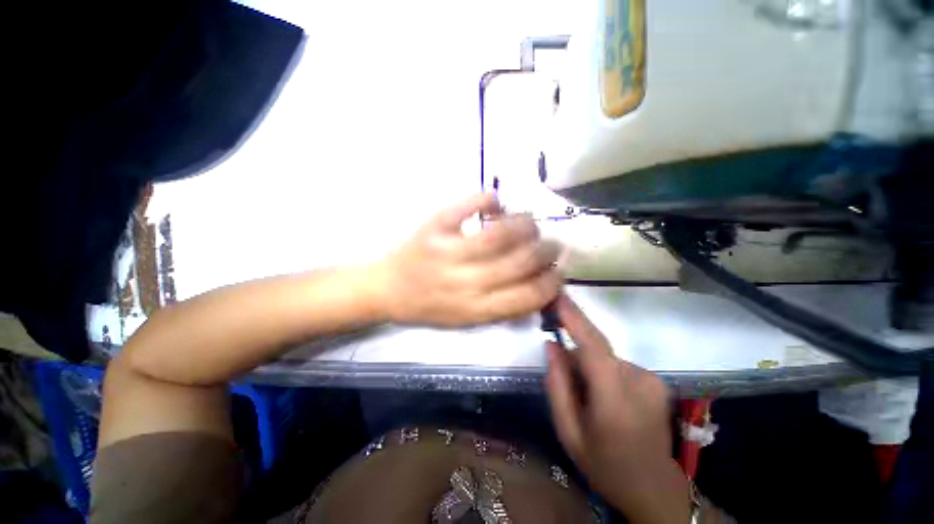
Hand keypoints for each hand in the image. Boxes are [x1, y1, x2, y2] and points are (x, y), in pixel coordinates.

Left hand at [375, 193, 561, 325]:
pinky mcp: (434, 227)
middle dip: (546, 251)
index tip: (559, 272)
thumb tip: (538, 290)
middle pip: (520, 262)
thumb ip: (502, 308)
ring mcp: (448, 251)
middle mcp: (465, 282)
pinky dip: (488, 199)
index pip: (527, 296)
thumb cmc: (429, 307)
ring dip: (525, 225)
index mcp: (475, 308)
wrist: (387, 289)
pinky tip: (496, 204)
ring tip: (530, 224)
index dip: (552, 283)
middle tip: (553, 244)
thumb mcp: (466, 321)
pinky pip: (467, 206)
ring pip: (500, 233)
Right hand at [546, 295, 691, 523]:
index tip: (558, 296)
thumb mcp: (568, 431)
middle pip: (595, 349)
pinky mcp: (655, 379)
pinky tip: (603, 397)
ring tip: (585, 396)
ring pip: (604, 357)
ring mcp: (651, 379)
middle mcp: (639, 381)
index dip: (574, 318)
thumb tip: (551, 344)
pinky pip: (616, 364)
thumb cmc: (604, 464)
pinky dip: (602, 372)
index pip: (593, 346)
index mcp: (615, 399)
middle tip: (561, 371)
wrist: (653, 489)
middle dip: (574, 353)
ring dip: (588, 367)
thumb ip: (557, 384)